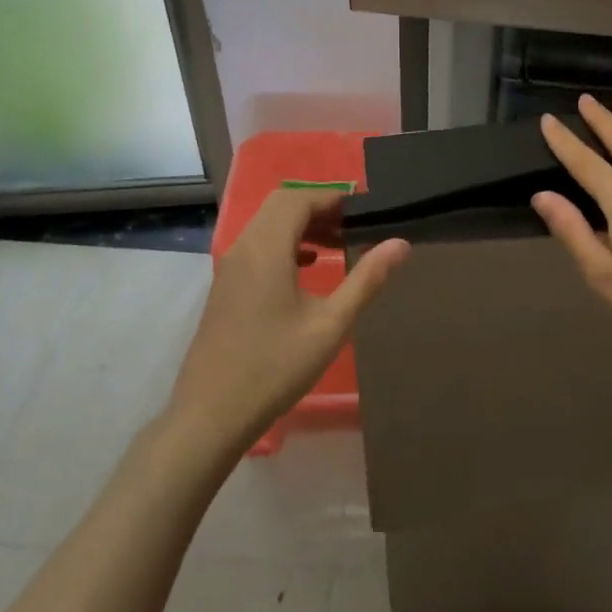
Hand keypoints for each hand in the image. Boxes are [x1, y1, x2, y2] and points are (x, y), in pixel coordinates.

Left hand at [167, 189, 408, 455]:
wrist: (211, 414)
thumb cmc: (275, 367)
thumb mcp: (331, 325)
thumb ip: (366, 280)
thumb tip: (400, 244)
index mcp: (267, 248)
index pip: (299, 198)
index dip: (334, 197)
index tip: (366, 209)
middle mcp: (244, 247)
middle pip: (281, 205)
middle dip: (319, 207)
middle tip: (354, 226)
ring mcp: (230, 267)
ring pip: (267, 225)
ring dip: (302, 225)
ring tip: (339, 243)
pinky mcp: (226, 286)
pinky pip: (258, 245)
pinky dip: (286, 243)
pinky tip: (309, 267)